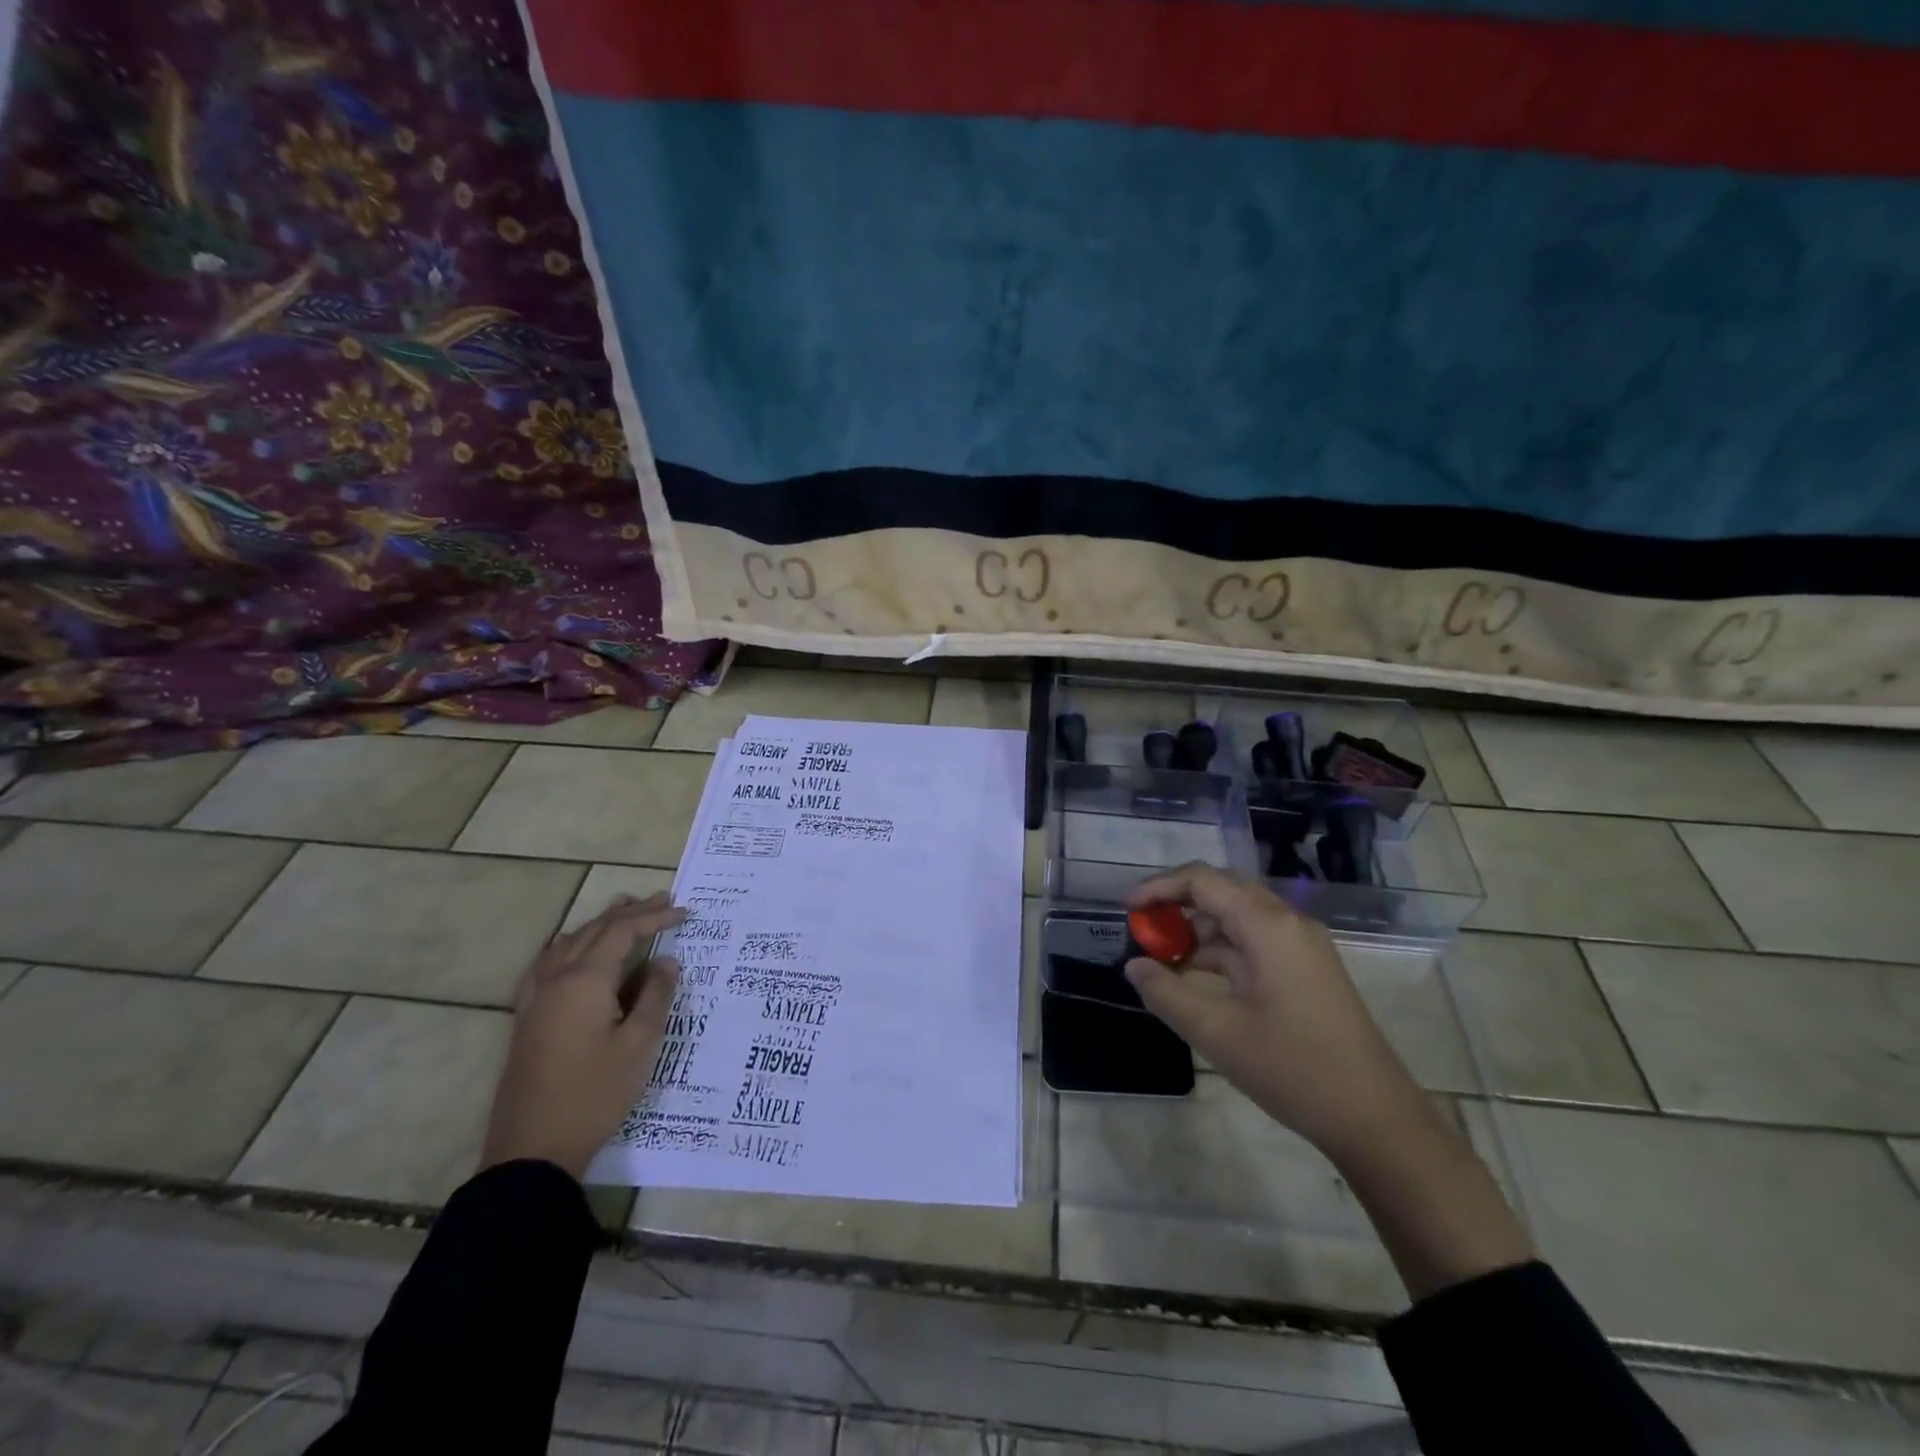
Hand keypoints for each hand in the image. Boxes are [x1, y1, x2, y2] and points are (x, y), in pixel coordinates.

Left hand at [481, 892, 684, 1179]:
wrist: (532, 1149)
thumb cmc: (594, 1094)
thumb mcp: (639, 1045)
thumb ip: (655, 996)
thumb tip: (666, 961)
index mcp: (584, 981)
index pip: (623, 932)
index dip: (655, 918)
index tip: (685, 913)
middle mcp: (556, 979)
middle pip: (595, 930)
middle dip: (631, 912)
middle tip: (663, 900)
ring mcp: (536, 998)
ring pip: (569, 942)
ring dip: (600, 923)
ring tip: (624, 910)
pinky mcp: (527, 1017)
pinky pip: (549, 961)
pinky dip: (571, 943)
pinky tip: (574, 949)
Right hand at [1125, 863, 1531, 1297]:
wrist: (1375, 1118)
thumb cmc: (1292, 1067)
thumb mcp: (1216, 1031)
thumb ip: (1166, 992)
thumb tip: (1134, 965)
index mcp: (1267, 924)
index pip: (1202, 880)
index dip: (1159, 887)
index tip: (1126, 909)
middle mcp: (1287, 922)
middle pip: (1221, 891)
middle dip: (1177, 905)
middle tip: (1142, 931)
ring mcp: (1301, 946)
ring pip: (1238, 917)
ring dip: (1198, 932)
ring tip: (1163, 962)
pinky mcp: (1307, 970)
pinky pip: (1254, 942)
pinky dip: (1221, 952)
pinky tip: (1197, 981)